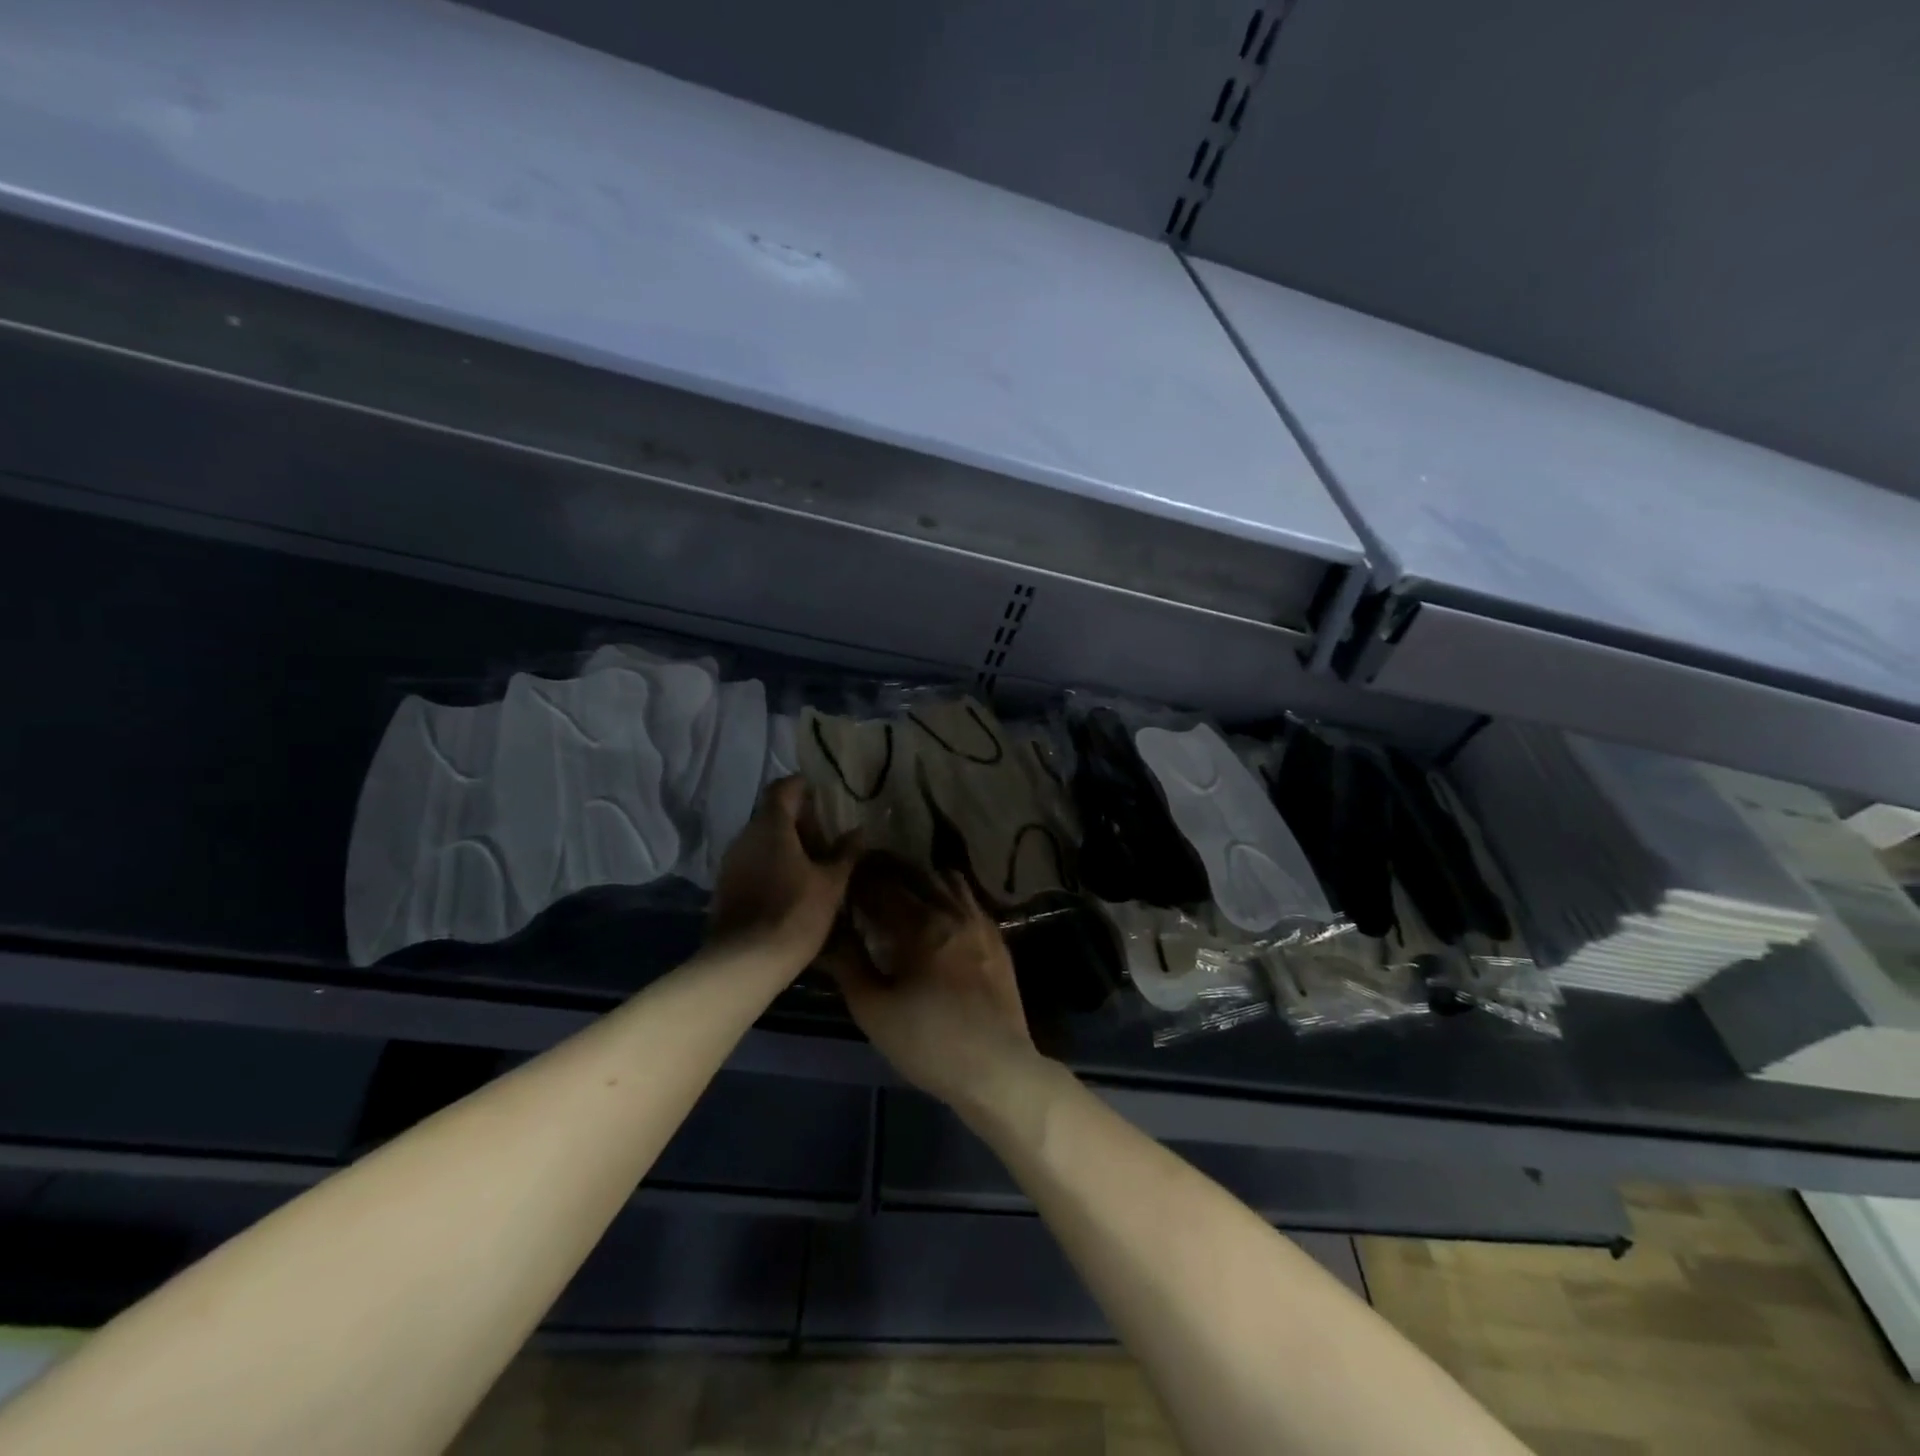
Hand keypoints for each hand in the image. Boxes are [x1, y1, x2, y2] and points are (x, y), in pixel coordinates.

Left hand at [706, 777, 858, 971]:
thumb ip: (845, 853)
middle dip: (799, 821)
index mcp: (771, 826)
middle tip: (826, 836)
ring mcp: (731, 862)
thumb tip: (858, 831)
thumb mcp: (832, 884)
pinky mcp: (725, 887)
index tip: (822, 792)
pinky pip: (752, 863)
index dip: (802, 786)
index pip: (783, 788)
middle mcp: (745, 836)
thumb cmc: (795, 913)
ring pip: (761, 841)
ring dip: (785, 845)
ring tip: (813, 863)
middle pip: (772, 815)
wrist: (745, 962)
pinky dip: (772, 865)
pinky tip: (791, 886)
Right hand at [826, 859, 1042, 1112]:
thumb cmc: (928, 1043)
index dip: (858, 879)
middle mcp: (952, 911)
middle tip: (865, 879)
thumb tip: (827, 935)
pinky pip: (969, 898)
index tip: (841, 882)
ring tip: (902, 892)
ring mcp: (980, 921)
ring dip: (921, 877)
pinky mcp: (997, 937)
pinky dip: (947, 892)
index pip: (882, 886)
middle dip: (887, 871)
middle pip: (916, 874)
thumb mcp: (874, 1011)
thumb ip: (848, 966)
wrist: (996, 1068)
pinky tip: (938, 912)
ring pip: (947, 879)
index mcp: (920, 924)